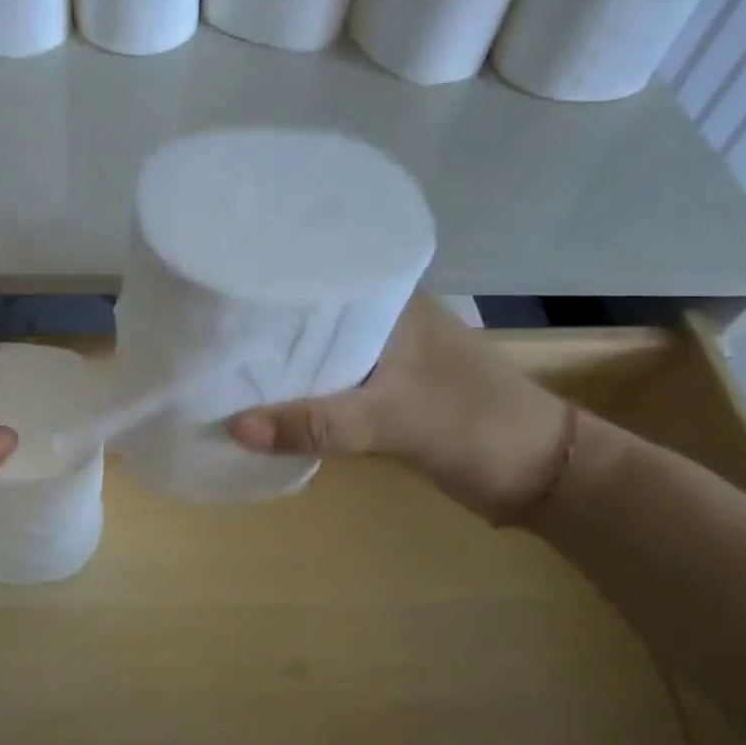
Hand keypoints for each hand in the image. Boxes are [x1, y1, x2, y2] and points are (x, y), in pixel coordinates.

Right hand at [228, 295, 568, 521]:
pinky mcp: (383, 385)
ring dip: (280, 355)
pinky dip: (299, 385)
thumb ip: (317, 425)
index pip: (318, 269)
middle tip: (206, 321)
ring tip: (220, 354)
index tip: (215, 280)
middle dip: (264, 319)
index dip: (268, 275)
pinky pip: (327, 377)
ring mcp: (384, 351)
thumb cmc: (474, 426)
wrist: (538, 475)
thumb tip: (233, 427)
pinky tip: (262, 393)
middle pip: (310, 309)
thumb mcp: (392, 421)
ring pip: (317, 345)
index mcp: (391, 297)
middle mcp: (383, 314)